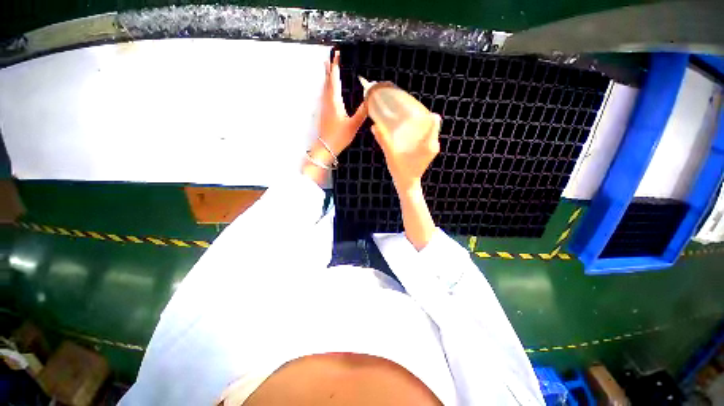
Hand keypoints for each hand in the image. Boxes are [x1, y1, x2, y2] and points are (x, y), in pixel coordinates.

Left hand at [311, 50, 366, 164]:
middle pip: (328, 80)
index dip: (335, 65)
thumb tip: (371, 99)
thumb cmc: (339, 137)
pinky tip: (329, 88)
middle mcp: (328, 101)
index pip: (334, 79)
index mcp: (335, 101)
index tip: (337, 53)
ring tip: (328, 66)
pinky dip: (327, 86)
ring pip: (325, 87)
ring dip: (327, 75)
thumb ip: (362, 112)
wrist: (325, 147)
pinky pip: (325, 94)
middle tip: (331, 55)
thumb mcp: (353, 125)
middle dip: (330, 67)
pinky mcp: (324, 112)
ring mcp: (325, 107)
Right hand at [372, 113, 441, 192]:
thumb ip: (383, 140)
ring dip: (421, 125)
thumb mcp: (391, 155)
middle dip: (421, 117)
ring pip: (430, 131)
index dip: (427, 112)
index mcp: (427, 144)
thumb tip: (374, 127)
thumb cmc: (401, 170)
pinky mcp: (429, 152)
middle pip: (432, 124)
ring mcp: (432, 149)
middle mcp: (433, 145)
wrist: (407, 184)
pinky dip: (420, 133)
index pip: (434, 121)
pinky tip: (410, 133)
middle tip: (408, 113)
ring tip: (408, 121)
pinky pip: (428, 137)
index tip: (417, 108)